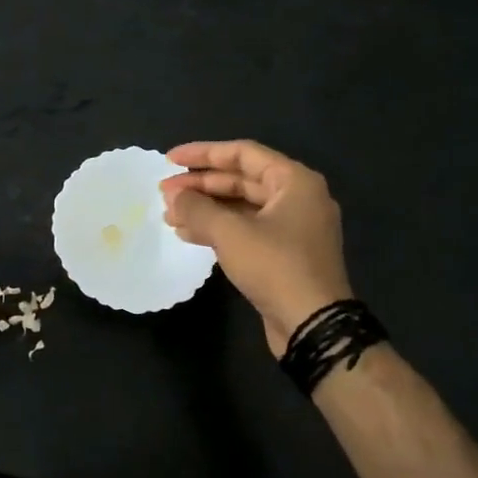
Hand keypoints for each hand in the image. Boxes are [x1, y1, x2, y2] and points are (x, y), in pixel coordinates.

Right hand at [161, 140, 353, 356]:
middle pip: (241, 180)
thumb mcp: (230, 233)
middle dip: (200, 185)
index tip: (169, 161)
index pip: (243, 153)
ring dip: (205, 209)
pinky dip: (218, 229)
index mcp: (294, 181)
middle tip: (164, 193)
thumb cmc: (275, 266)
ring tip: (170, 216)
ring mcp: (292, 228)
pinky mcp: (284, 254)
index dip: (203, 154)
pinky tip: (188, 235)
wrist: (313, 324)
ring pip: (241, 207)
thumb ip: (197, 208)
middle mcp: (297, 198)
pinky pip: (246, 230)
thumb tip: (172, 196)